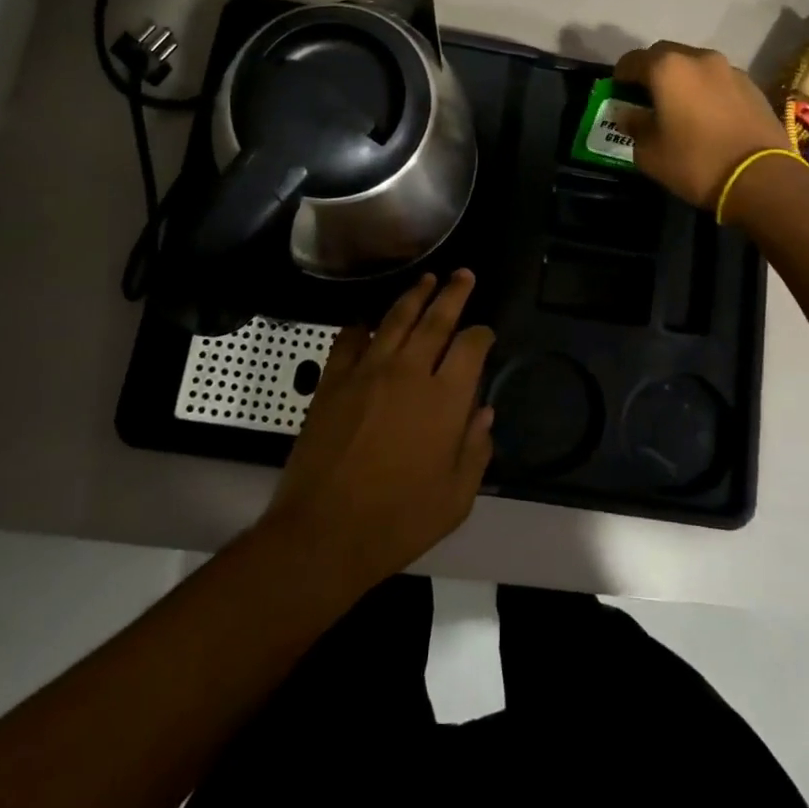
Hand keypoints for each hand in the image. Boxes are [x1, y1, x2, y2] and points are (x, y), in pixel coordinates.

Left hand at [266, 271, 494, 592]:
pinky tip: (367, 321)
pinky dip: (361, 326)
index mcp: (445, 399)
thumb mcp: (455, 498)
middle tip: (463, 274)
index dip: (482, 334)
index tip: (485, 333)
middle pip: (436, 319)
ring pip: (396, 319)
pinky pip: (349, 340)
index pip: (470, 346)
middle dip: (453, 293)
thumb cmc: (398, 521)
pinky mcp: (333, 380)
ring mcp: (367, 371)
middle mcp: (409, 372)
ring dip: (414, 296)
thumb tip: (484, 411)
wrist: (323, 533)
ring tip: (427, 279)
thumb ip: (476, 449)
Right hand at [613, 41, 789, 209]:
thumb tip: (628, 114)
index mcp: (667, 68)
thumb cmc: (696, 162)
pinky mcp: (752, 85)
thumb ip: (634, 126)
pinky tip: (707, 116)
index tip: (618, 96)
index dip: (620, 77)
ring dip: (681, 80)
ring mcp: (729, 69)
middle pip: (664, 55)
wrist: (762, 178)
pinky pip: (717, 80)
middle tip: (646, 99)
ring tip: (679, 108)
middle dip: (651, 72)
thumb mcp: (649, 153)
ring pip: (694, 65)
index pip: (631, 60)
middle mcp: (698, 58)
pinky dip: (706, 90)